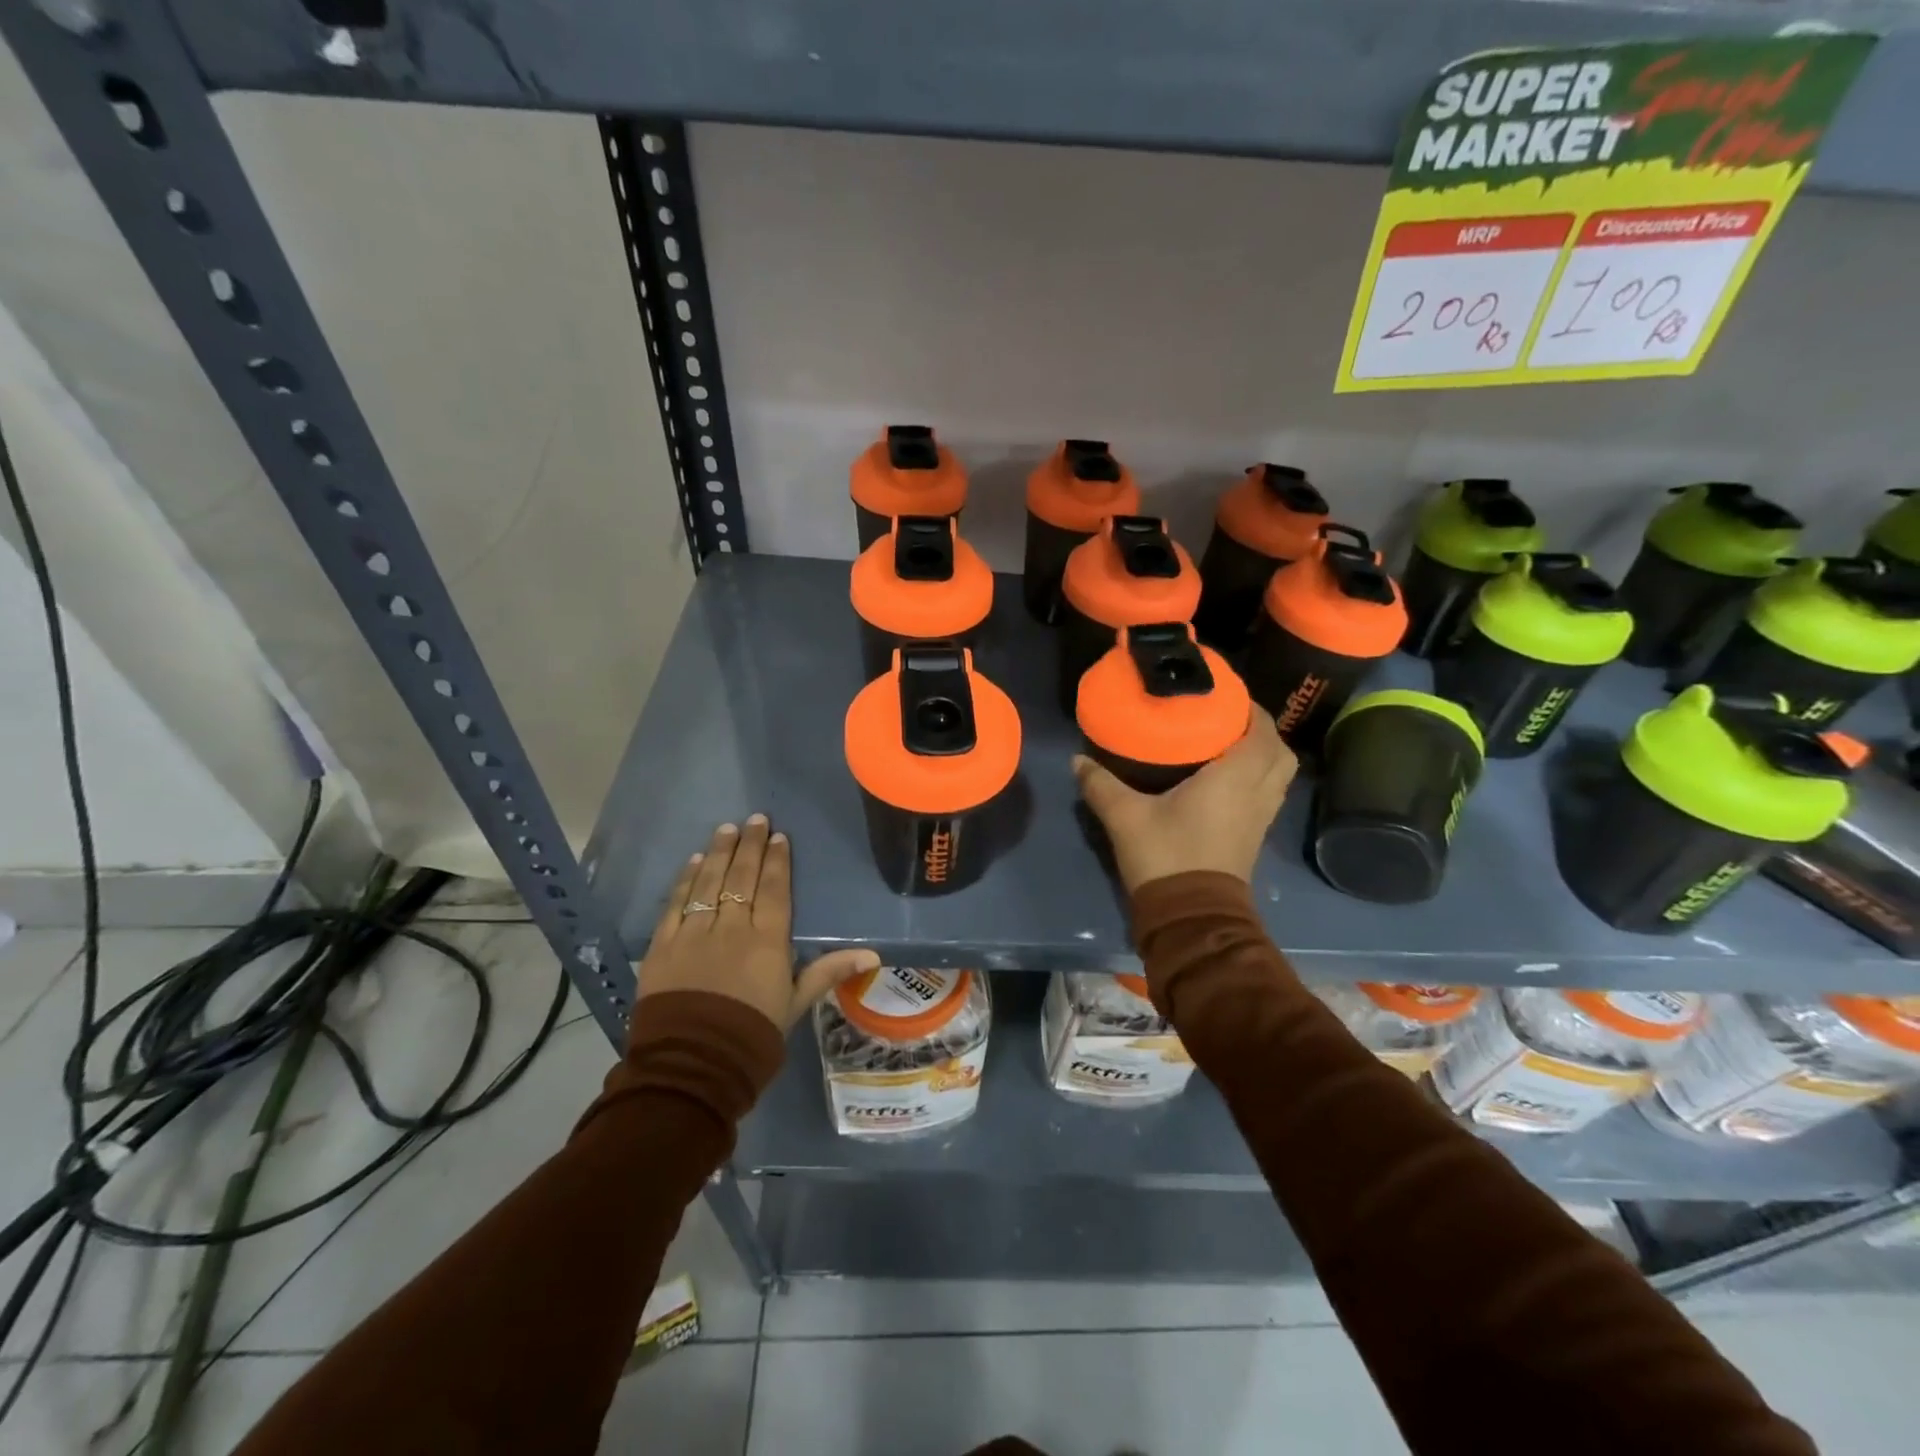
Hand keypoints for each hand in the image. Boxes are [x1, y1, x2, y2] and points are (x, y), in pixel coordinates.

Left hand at [636, 816, 879, 1036]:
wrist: (692, 1067)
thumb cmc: (752, 1037)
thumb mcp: (795, 1005)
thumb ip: (828, 972)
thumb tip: (874, 954)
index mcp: (767, 941)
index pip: (775, 890)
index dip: (777, 861)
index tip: (778, 837)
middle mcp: (731, 928)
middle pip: (742, 878)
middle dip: (749, 846)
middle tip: (754, 819)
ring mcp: (694, 934)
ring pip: (708, 883)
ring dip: (718, 853)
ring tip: (726, 829)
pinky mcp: (663, 946)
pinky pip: (675, 904)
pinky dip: (685, 881)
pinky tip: (693, 862)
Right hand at [1072, 710, 1296, 891]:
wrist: (1192, 916)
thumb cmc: (1166, 856)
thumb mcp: (1125, 817)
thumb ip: (1101, 784)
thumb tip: (1077, 760)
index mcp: (1235, 778)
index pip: (1261, 731)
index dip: (1251, 709)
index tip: (1227, 696)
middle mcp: (1257, 793)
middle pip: (1280, 752)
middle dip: (1262, 731)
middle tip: (1230, 720)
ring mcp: (1261, 817)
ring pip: (1279, 775)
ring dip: (1264, 755)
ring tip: (1231, 745)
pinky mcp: (1255, 836)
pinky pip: (1269, 794)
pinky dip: (1259, 778)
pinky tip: (1226, 779)